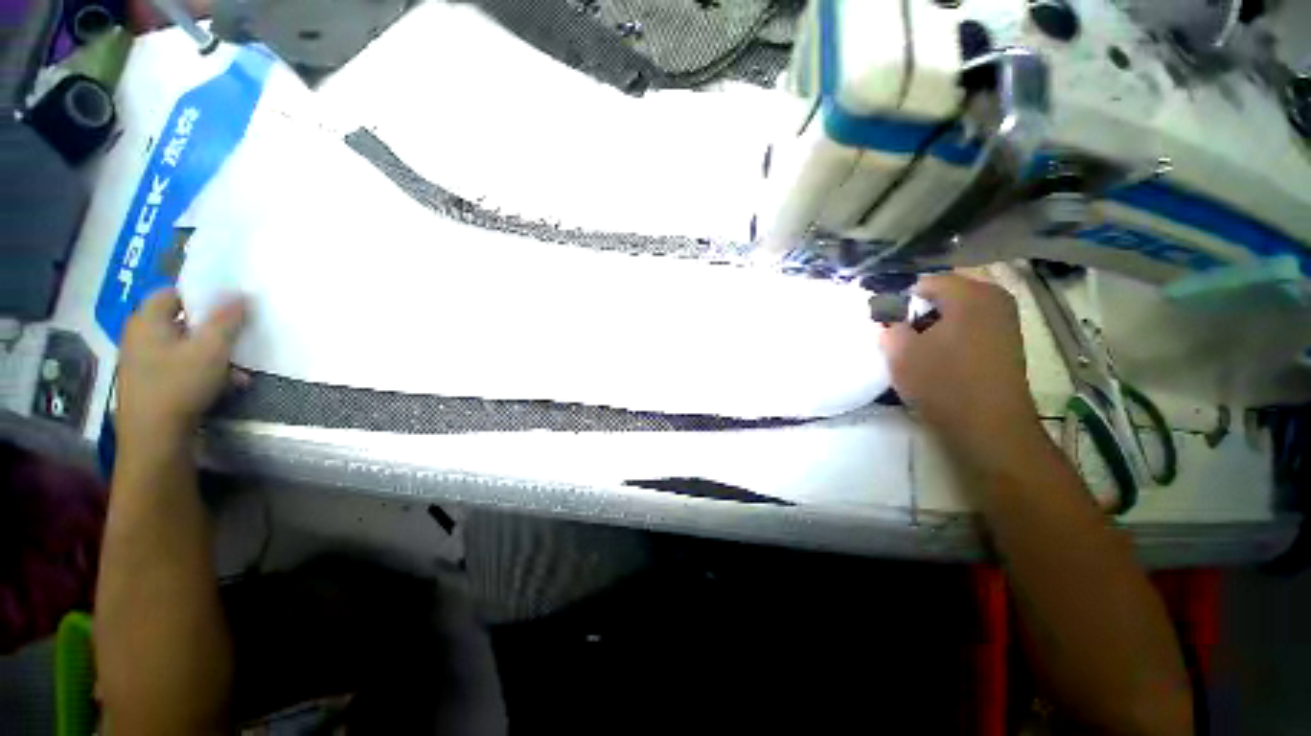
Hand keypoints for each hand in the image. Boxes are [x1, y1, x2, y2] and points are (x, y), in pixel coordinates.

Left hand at [117, 289, 246, 447]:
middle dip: (212, 330)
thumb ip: (226, 319)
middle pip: (181, 322)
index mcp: (147, 320)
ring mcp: (141, 362)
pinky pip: (179, 367)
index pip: (172, 293)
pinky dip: (202, 371)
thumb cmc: (180, 384)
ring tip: (238, 370)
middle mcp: (139, 336)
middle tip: (237, 339)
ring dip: (212, 354)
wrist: (154, 436)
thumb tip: (239, 294)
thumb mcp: (212, 348)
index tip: (227, 306)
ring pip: (183, 347)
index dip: (200, 296)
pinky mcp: (149, 384)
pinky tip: (224, 385)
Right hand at [880, 274, 1042, 462]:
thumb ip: (889, 326)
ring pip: (957, 312)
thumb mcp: (900, 352)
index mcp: (971, 293)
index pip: (924, 282)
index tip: (884, 321)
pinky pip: (970, 327)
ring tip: (916, 348)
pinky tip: (938, 357)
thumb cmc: (942, 383)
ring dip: (933, 325)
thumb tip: (889, 318)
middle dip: (918, 311)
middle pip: (943, 295)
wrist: (988, 427)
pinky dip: (950, 335)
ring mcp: (1005, 321)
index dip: (899, 299)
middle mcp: (994, 298)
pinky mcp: (1007, 343)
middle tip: (899, 334)